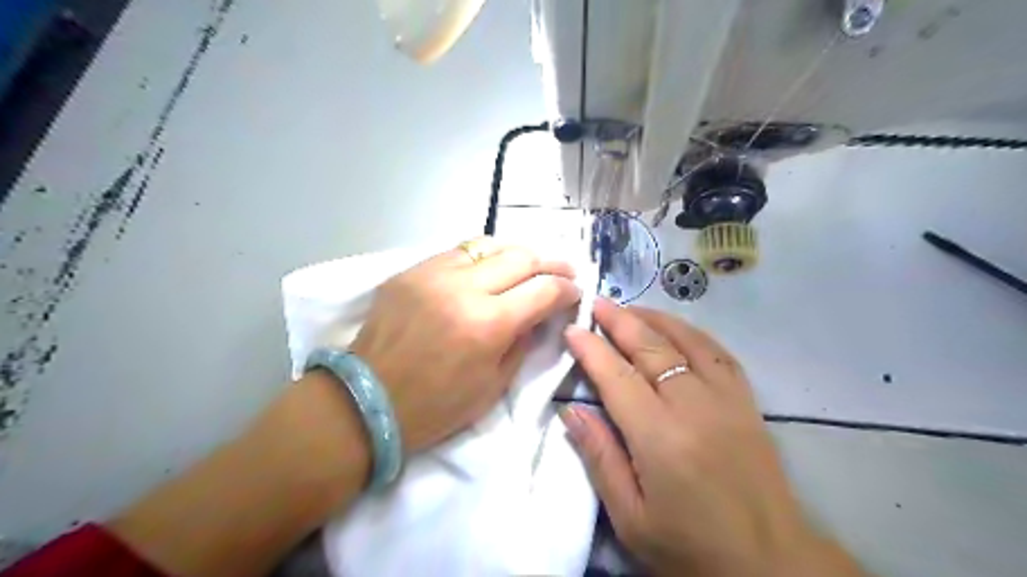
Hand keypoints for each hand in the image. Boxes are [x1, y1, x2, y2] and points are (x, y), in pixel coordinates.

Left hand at [352, 240, 576, 454]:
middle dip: (550, 262)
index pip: (544, 290)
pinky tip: (486, 270)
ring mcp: (433, 274)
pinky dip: (480, 259)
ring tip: (527, 265)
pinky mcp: (411, 271)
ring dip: (515, 254)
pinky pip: (456, 253)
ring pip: (489, 245)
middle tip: (563, 270)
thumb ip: (523, 342)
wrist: (368, 401)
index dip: (566, 289)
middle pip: (521, 256)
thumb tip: (541, 315)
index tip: (574, 292)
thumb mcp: (493, 385)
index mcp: (488, 324)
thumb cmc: (436, 406)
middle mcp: (463, 288)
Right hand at [560, 300, 864, 576]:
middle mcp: (694, 407)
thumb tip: (571, 412)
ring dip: (654, 319)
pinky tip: (675, 327)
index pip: (618, 377)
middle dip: (619, 321)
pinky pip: (717, 352)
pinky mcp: (747, 401)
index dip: (592, 349)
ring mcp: (726, 399)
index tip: (572, 329)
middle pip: (651, 348)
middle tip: (596, 302)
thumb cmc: (690, 545)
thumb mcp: (631, 517)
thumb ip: (600, 458)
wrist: (770, 561)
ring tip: (629, 308)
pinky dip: (691, 332)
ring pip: (686, 341)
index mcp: (660, 438)